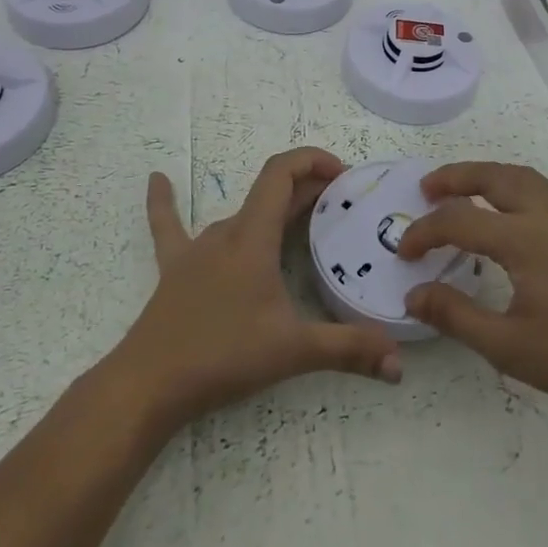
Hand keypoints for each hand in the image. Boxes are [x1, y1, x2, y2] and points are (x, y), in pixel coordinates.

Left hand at [110, 147, 403, 434]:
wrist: (148, 385)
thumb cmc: (223, 355)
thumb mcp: (293, 351)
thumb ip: (348, 350)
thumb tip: (399, 365)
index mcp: (253, 237)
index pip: (281, 175)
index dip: (312, 161)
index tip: (343, 174)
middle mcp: (226, 232)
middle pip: (269, 194)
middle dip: (308, 190)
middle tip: (341, 205)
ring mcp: (195, 249)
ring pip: (241, 215)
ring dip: (272, 209)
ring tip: (300, 219)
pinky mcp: (174, 270)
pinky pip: (169, 228)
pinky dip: (166, 201)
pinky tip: (156, 179)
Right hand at [397, 161, 547, 428]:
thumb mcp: (509, 347)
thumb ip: (456, 316)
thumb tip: (413, 293)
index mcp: (525, 240)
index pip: (460, 220)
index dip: (425, 232)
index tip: (404, 254)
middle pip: (495, 176)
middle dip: (456, 176)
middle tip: (426, 187)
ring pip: (523, 177)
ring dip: (486, 175)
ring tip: (460, 190)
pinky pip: (541, 191)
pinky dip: (511, 186)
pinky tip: (505, 214)